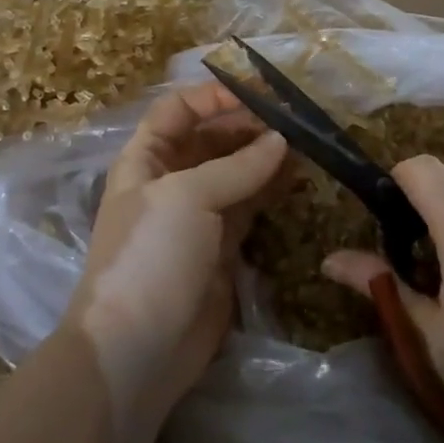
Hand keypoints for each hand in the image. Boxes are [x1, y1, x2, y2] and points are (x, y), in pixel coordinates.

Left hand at [62, 83, 286, 432]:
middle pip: (211, 138)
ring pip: (236, 172)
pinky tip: (299, 179)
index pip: (178, 110)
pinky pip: (250, 207)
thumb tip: (282, 140)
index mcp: (146, 159)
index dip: (214, 97)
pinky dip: (271, 191)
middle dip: (249, 126)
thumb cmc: (151, 256)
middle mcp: (171, 181)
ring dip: (265, 157)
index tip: (261, 94)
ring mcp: (197, 216)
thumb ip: (238, 165)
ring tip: (306, 146)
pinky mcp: (222, 248)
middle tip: (295, 121)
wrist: (137, 349)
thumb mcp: (189, 198)